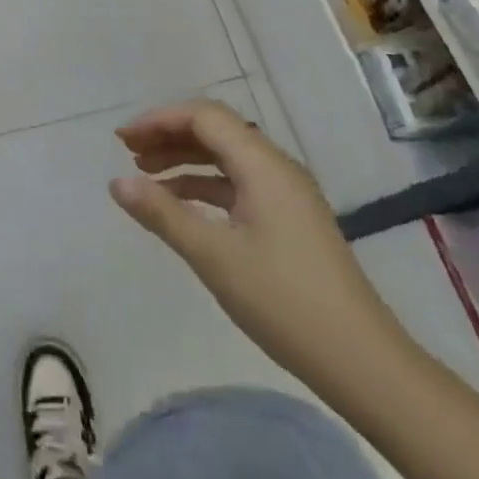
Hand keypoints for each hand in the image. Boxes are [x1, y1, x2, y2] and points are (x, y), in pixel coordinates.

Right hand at [110, 100, 410, 393]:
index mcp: (263, 165)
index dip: (159, 120)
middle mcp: (276, 168)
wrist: (361, 361)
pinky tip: (180, 204)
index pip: (204, 117)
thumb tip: (116, 182)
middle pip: (216, 131)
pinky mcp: (289, 219)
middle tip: (128, 152)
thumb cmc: (283, 301)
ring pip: (226, 158)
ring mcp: (286, 194)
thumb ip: (163, 214)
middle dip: (169, 135)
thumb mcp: (213, 256)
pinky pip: (238, 184)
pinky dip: (205, 185)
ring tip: (145, 174)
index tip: (122, 139)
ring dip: (185, 159)